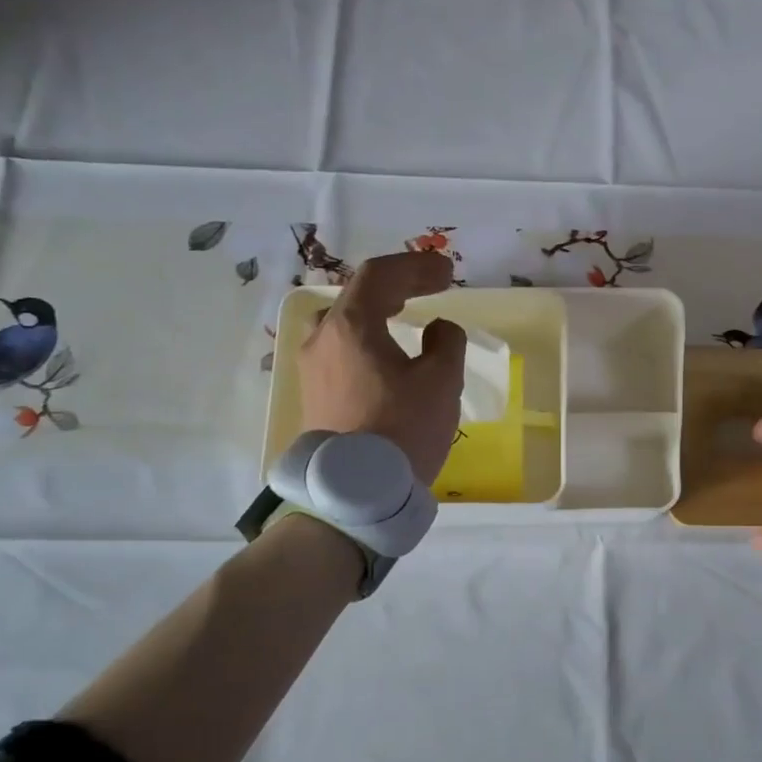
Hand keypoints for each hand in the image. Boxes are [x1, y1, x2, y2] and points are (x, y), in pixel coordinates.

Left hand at [297, 252, 464, 483]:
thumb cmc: (402, 429)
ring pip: (345, 324)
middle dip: (397, 285)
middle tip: (431, 287)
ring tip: (405, 315)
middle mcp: (322, 339)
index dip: (417, 266)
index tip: (448, 272)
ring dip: (378, 312)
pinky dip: (368, 338)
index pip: (380, 275)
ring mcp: (313, 369)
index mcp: (351, 326)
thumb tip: (437, 330)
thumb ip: (446, 342)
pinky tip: (388, 355)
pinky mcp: (315, 396)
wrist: (355, 494)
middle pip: (358, 295)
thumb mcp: (441, 381)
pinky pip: (342, 350)